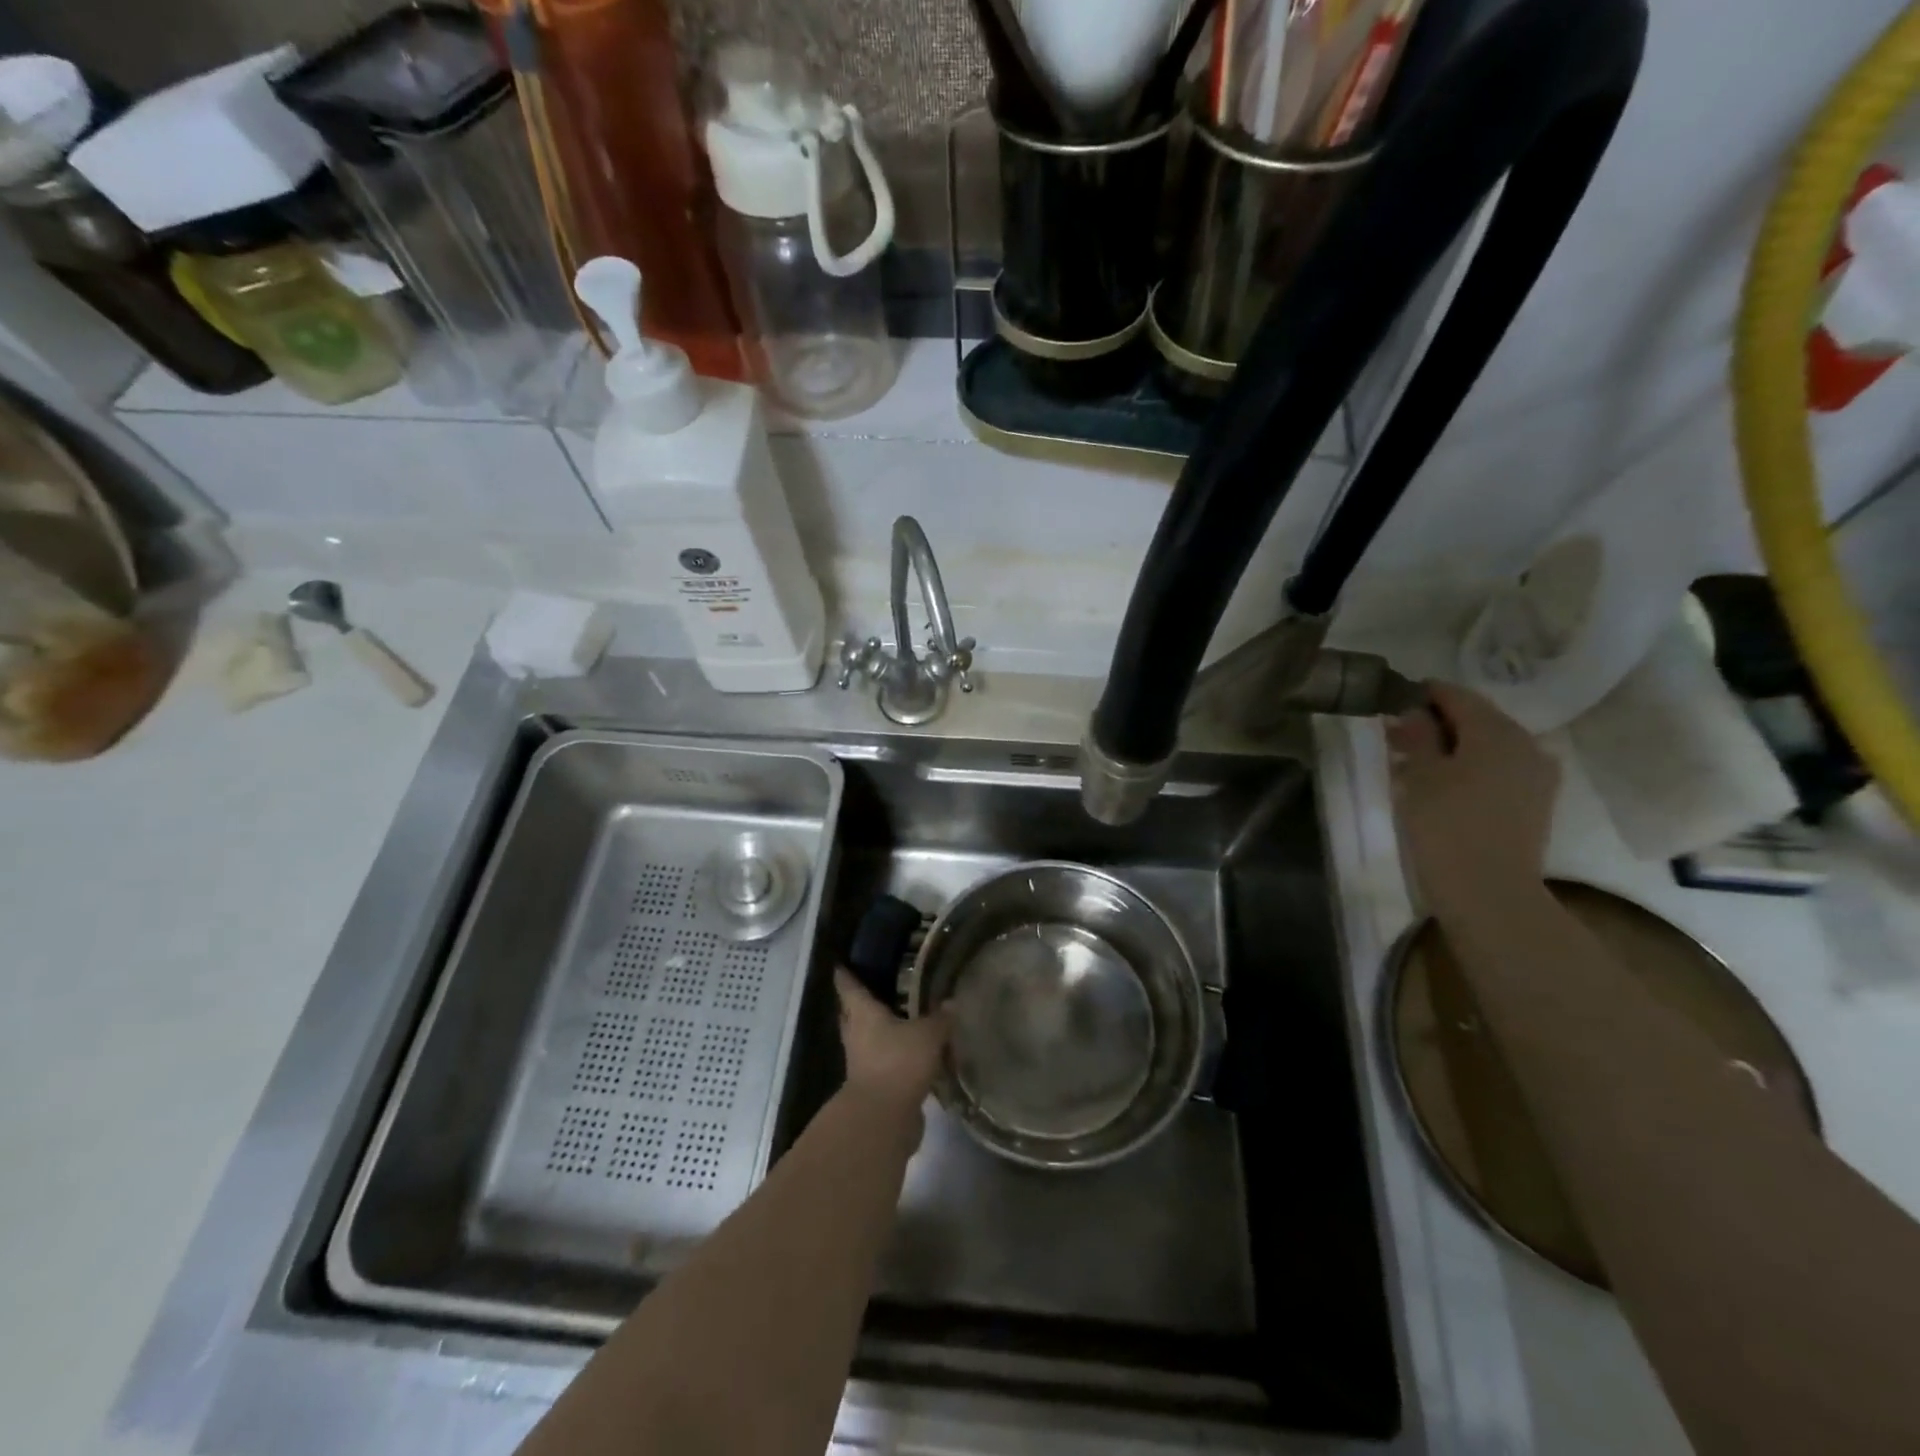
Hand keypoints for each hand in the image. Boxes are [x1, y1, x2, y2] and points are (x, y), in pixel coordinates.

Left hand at [834, 968, 948, 1112]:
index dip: (845, 975)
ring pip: (868, 1039)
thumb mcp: (928, 1035)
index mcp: (863, 1014)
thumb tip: (951, 1002)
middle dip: (860, 1003)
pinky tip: (913, 1054)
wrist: (883, 1118)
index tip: (840, 964)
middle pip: (853, 1014)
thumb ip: (940, 1018)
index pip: (849, 987)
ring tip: (901, 1020)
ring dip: (879, 1031)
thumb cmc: (898, 1062)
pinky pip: (883, 1062)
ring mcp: (862, 1062)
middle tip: (875, 988)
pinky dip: (894, 1056)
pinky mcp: (875, 1085)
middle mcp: (857, 1034)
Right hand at [1387, 682, 1559, 916]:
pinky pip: (1501, 769)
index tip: (1392, 702)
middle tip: (1399, 736)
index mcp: (1496, 730)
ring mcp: (1538, 774)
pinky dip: (1472, 767)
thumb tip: (1412, 712)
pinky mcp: (1536, 801)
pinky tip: (1445, 785)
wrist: (1489, 891)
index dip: (1423, 695)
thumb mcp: (1420, 775)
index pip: (1456, 695)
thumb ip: (1417, 736)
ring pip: (1489, 745)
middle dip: (1438, 722)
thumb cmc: (1446, 826)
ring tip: (1417, 763)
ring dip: (1455, 746)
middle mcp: (1527, 743)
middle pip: (1477, 718)